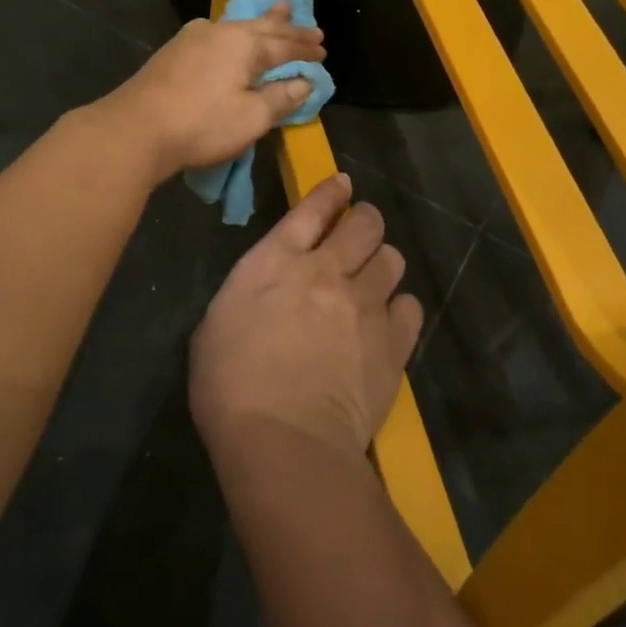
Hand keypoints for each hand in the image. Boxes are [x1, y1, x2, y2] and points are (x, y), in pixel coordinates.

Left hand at [103, 2, 324, 178]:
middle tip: (308, 22)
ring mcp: (192, 38)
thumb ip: (281, 98)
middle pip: (261, 26)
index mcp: (244, 45)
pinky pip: (215, 33)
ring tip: (278, 9)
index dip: (305, 50)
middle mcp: (220, 32)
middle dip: (287, 27)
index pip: (284, 45)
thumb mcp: (251, 118)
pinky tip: (227, 31)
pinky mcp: (173, 52)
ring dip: (261, 21)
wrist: (136, 128)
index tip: (323, 51)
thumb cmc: (202, 124)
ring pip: (236, 25)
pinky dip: (234, 32)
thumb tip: (304, 82)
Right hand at [190, 173, 421, 461]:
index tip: (343, 185)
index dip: (331, 192)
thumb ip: (248, 292)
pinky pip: (410, 307)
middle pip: (365, 223)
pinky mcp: (392, 343)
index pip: (312, 208)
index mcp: (277, 261)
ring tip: (372, 281)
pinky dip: (399, 309)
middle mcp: (326, 271)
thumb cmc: (230, 387)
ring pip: (392, 259)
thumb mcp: (216, 325)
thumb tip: (265, 288)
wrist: (283, 441)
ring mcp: (364, 305)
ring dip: (382, 263)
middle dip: (365, 220)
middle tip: (359, 233)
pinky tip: (386, 323)